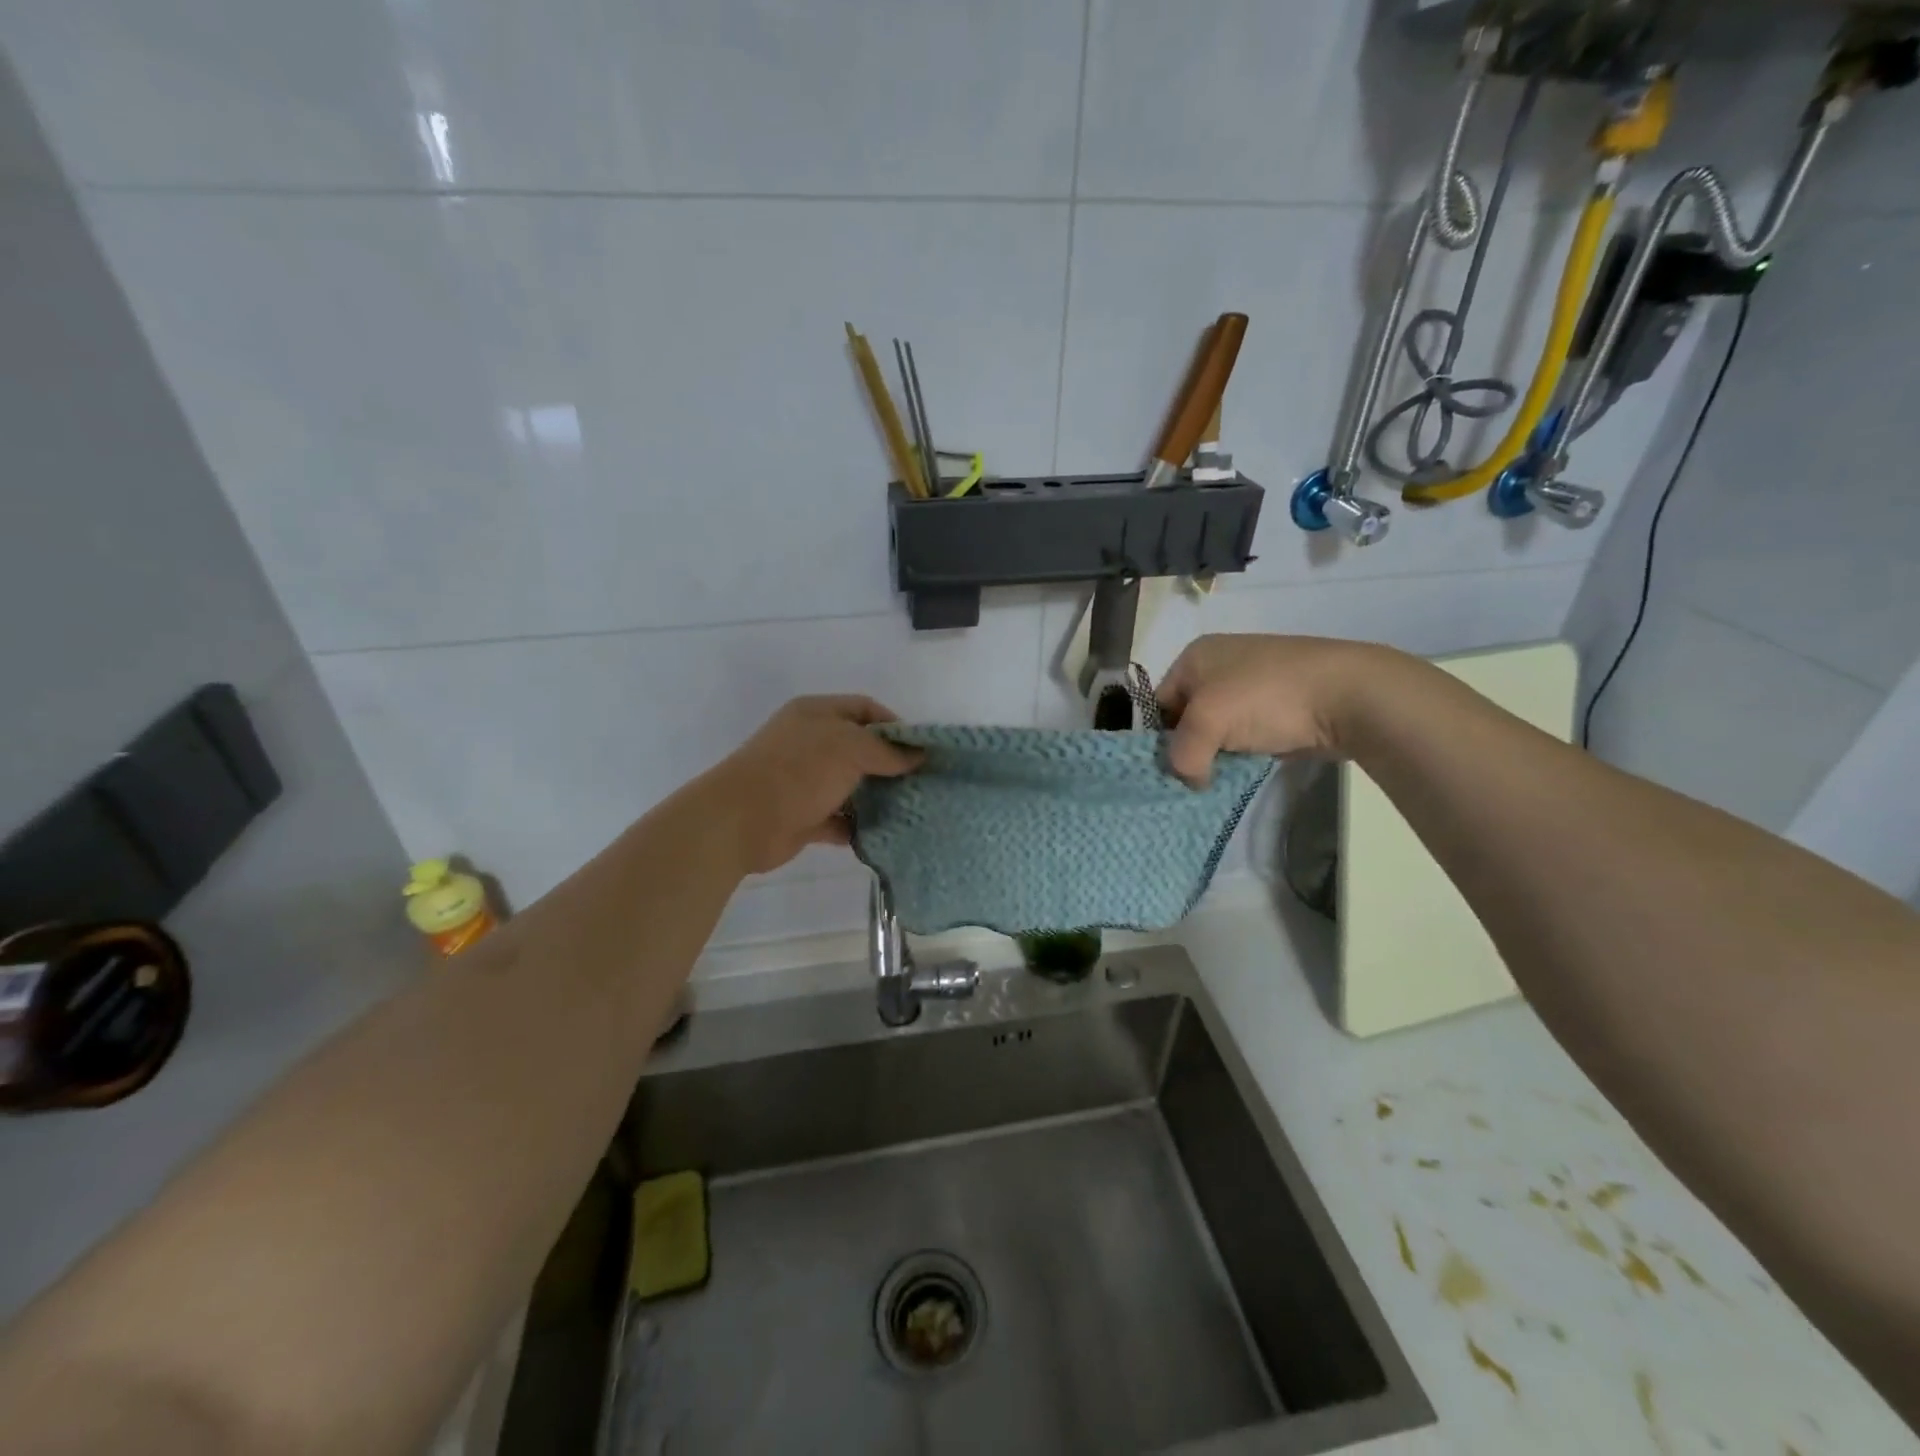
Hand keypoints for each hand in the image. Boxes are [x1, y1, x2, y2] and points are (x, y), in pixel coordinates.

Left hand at [709, 696, 921, 874]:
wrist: (741, 820)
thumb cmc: (798, 771)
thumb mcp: (850, 748)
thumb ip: (887, 751)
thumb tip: (917, 756)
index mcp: (816, 713)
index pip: (864, 708)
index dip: (894, 723)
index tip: (921, 748)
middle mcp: (809, 743)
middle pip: (859, 747)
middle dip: (889, 763)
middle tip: (921, 780)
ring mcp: (804, 781)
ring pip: (850, 785)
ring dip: (876, 797)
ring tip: (911, 807)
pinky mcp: (802, 816)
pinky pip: (838, 819)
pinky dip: (857, 826)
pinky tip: (883, 834)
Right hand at [1157, 635, 1389, 786]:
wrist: (1348, 695)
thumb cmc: (1267, 697)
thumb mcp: (1208, 722)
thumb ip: (1183, 755)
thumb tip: (1191, 780)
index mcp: (1196, 656)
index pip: (1158, 703)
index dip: (1157, 738)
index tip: (1165, 770)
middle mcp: (1219, 666)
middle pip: (1186, 719)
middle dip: (1187, 750)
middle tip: (1189, 779)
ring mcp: (1251, 687)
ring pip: (1216, 731)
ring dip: (1215, 756)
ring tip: (1214, 780)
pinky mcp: (1277, 709)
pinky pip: (1244, 737)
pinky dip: (1240, 756)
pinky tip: (1242, 772)